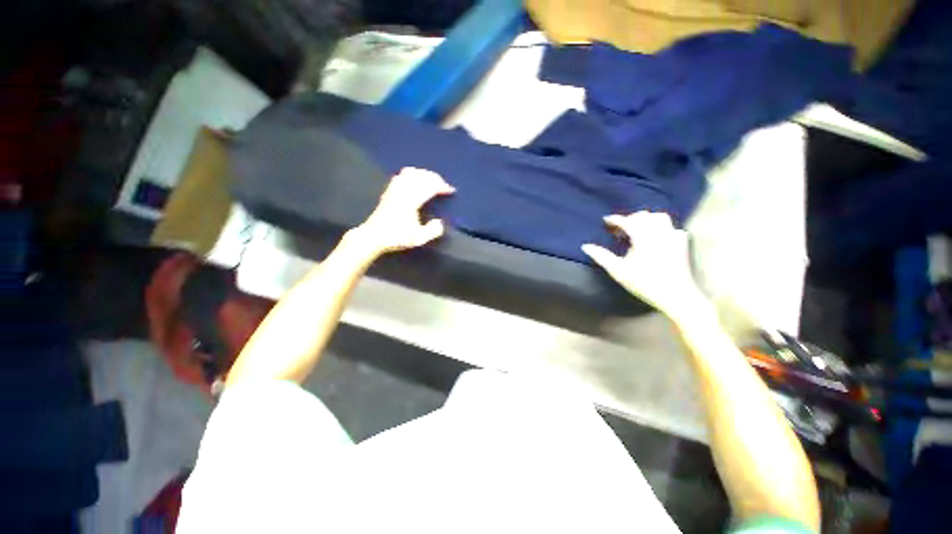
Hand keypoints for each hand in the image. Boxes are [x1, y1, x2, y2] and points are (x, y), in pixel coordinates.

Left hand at [355, 167, 455, 253]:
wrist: (373, 235)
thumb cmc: (396, 237)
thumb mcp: (418, 239)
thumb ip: (432, 231)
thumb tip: (441, 222)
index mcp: (411, 202)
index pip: (429, 187)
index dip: (442, 186)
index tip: (451, 190)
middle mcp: (402, 191)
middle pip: (421, 176)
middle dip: (435, 178)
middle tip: (444, 185)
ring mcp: (394, 189)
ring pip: (411, 172)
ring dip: (424, 174)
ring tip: (432, 181)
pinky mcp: (389, 190)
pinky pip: (402, 175)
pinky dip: (413, 174)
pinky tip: (416, 180)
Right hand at [582, 212, 704, 319]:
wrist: (675, 295)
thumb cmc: (644, 283)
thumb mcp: (618, 271)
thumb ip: (601, 256)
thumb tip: (585, 246)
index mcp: (643, 237)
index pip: (627, 221)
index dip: (615, 219)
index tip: (605, 220)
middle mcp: (659, 232)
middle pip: (644, 216)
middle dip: (630, 218)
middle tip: (620, 226)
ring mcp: (673, 236)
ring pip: (660, 218)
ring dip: (646, 219)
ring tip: (637, 228)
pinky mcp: (681, 243)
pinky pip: (671, 227)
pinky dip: (661, 227)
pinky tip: (656, 237)